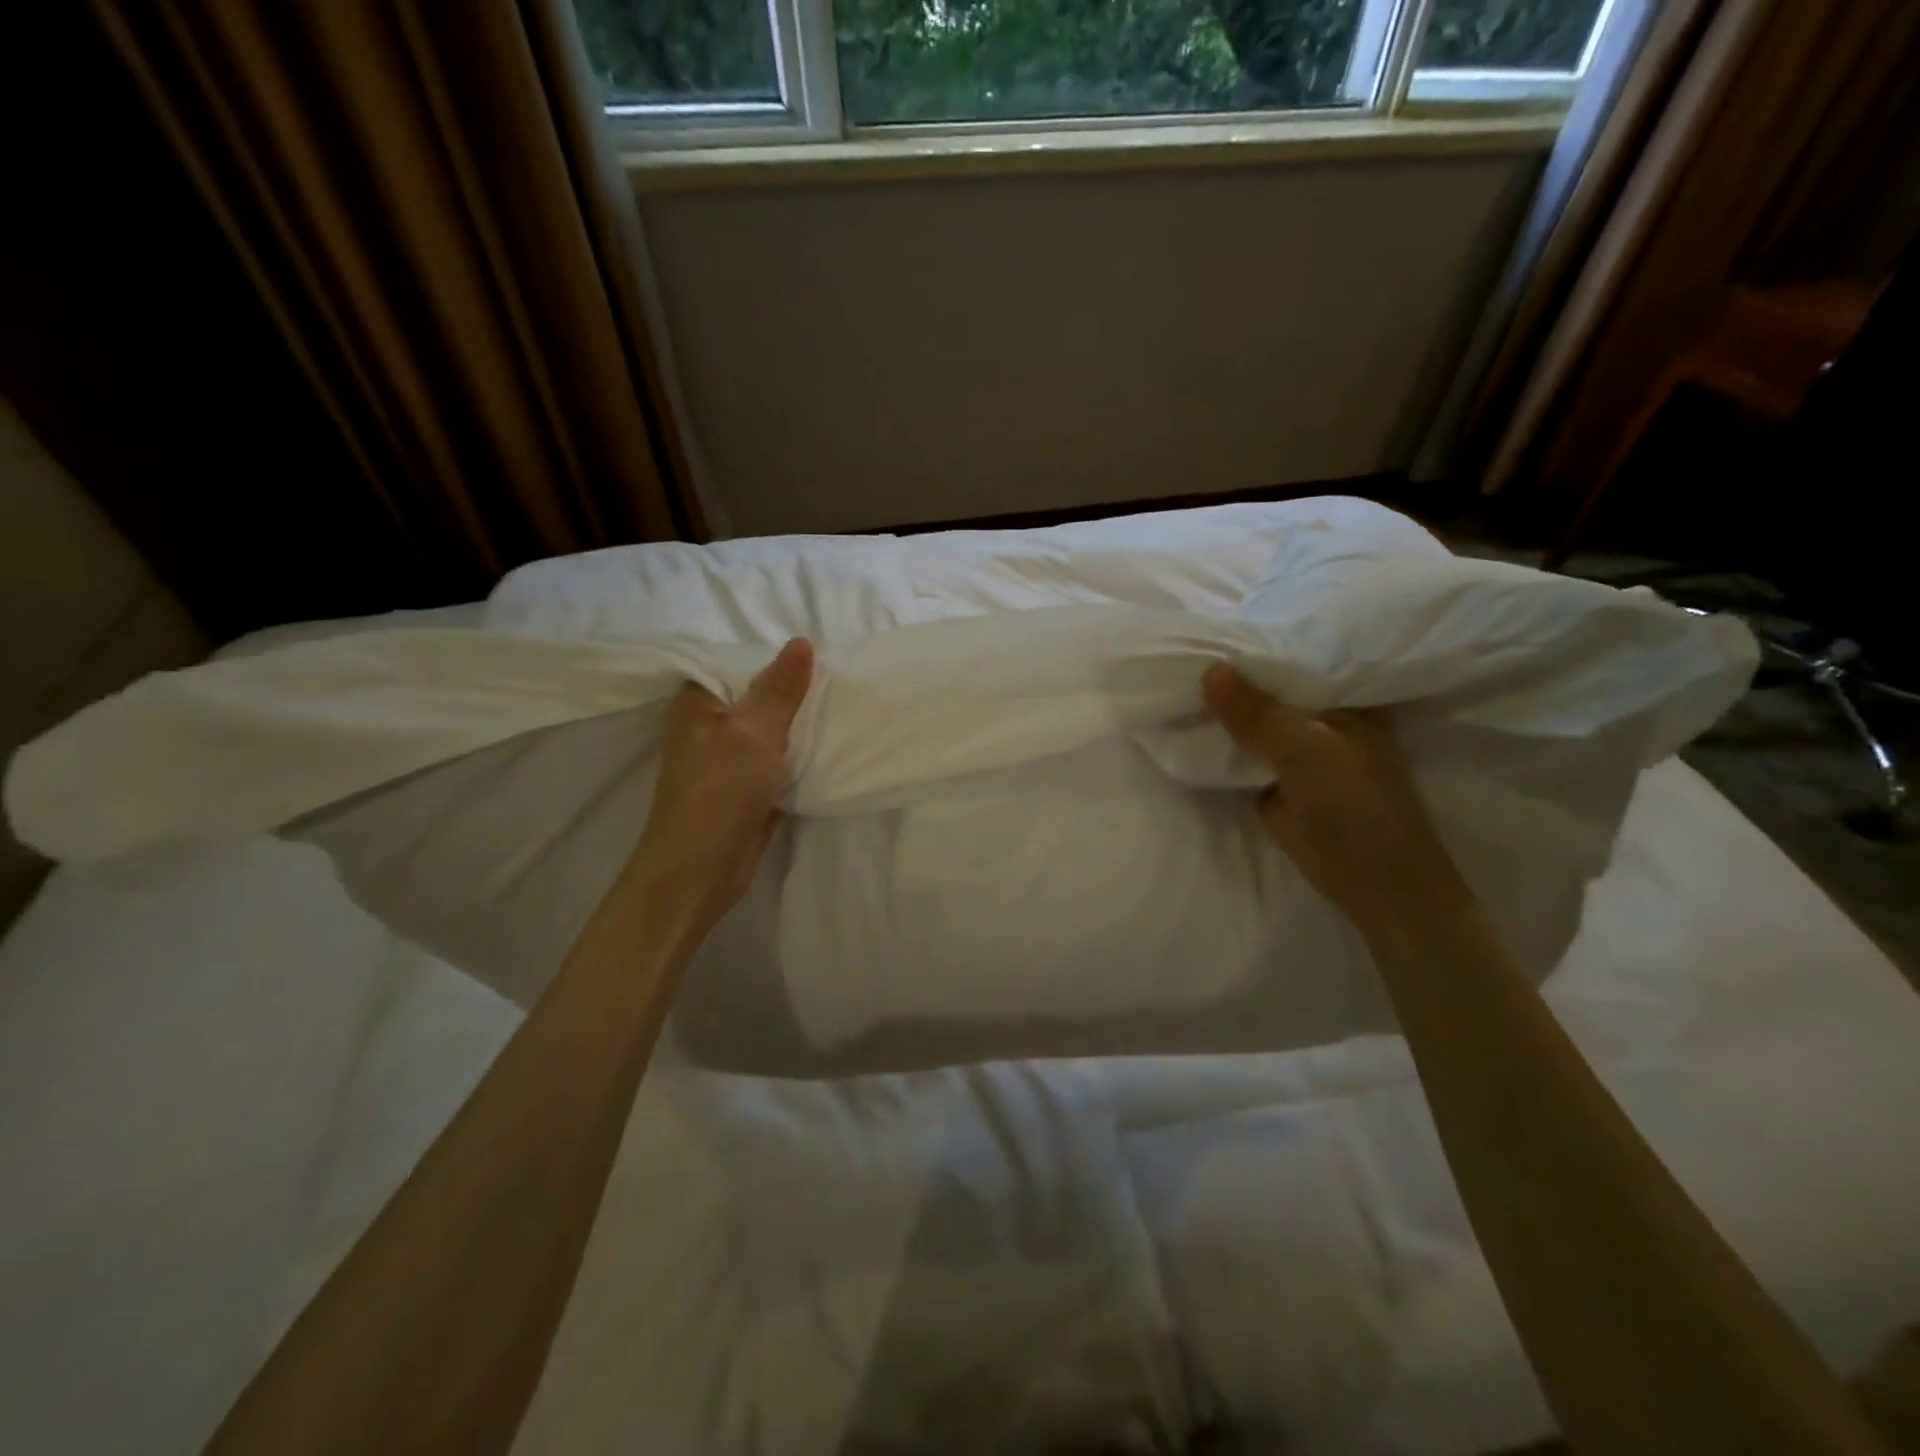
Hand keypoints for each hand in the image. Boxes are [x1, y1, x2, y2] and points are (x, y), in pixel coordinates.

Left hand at [628, 638, 814, 934]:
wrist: (700, 870)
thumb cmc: (720, 790)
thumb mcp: (754, 731)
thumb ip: (780, 689)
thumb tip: (802, 642)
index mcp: (699, 701)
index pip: (740, 664)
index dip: (777, 659)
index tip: (821, 654)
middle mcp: (710, 726)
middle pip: (760, 698)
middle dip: (797, 694)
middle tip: (843, 680)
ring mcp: (728, 761)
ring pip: (773, 733)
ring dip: (802, 728)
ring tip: (846, 709)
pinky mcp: (747, 790)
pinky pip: (780, 764)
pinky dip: (801, 758)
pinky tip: (834, 748)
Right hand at [1201, 663, 1472, 942]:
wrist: (1374, 887)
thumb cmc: (1356, 809)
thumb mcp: (1306, 752)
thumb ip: (1258, 714)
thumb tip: (1209, 670)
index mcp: (1347, 699)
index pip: (1296, 660)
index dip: (1257, 647)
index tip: (1211, 633)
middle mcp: (1324, 718)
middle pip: (1269, 692)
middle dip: (1233, 681)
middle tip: (1182, 655)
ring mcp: (1300, 752)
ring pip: (1254, 723)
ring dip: (1223, 714)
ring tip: (1176, 683)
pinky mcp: (1279, 781)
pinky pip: (1244, 753)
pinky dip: (1222, 745)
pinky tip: (1189, 726)